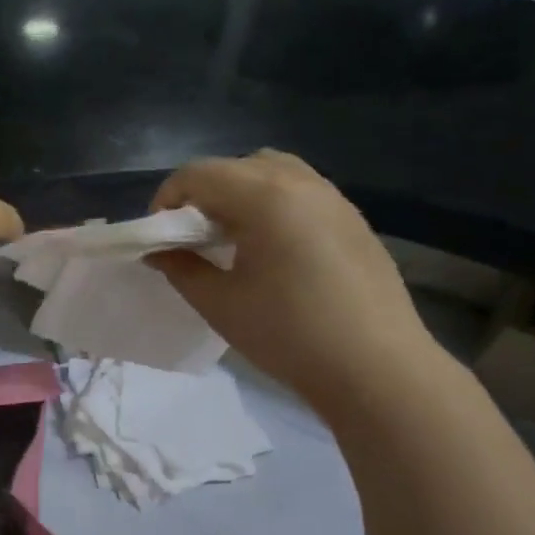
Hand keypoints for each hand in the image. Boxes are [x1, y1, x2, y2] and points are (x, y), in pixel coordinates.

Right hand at [148, 150, 439, 413]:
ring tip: (232, 237)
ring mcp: (333, 198)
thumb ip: (181, 268)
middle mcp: (301, 183)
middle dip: (203, 193)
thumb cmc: (288, 335)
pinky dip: (273, 203)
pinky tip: (272, 248)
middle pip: (236, 166)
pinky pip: (302, 191)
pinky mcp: (353, 219)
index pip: (198, 174)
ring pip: (273, 171)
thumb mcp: (220, 304)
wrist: (376, 368)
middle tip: (192, 236)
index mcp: (264, 197)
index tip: (159, 235)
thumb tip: (158, 251)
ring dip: (241, 192)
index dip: (167, 198)